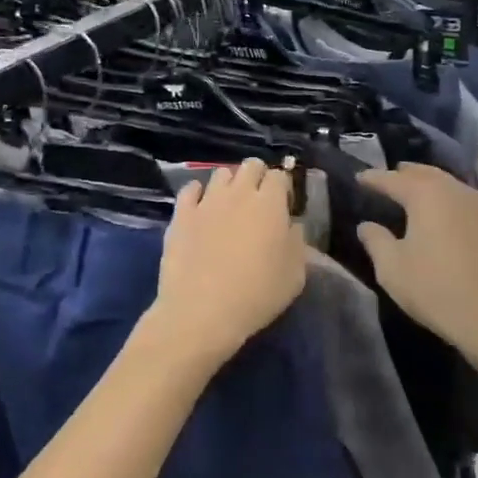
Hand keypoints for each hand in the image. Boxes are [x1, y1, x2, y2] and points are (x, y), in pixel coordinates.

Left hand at [150, 160, 306, 366]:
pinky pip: (190, 189)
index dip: (283, 188)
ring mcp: (207, 201)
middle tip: (258, 203)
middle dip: (257, 177)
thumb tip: (291, 226)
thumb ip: (297, 243)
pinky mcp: (180, 215)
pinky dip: (198, 194)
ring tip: (229, 206)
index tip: (284, 206)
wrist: (201, 312)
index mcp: (270, 204)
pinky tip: (201, 209)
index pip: (279, 176)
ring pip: (220, 173)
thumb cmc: (257, 295)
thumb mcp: (295, 276)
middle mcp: (239, 194)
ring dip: (229, 184)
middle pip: (250, 166)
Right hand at [353, 165, 477, 362]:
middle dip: (404, 174)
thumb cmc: (435, 287)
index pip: (393, 179)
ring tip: (411, 189)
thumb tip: (366, 225)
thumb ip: (376, 241)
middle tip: (387, 177)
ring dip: (427, 183)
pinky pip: (460, 199)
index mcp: (426, 195)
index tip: (359, 177)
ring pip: (446, 183)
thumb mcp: (392, 268)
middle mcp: (453, 191)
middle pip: (425, 174)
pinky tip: (439, 210)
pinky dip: (444, 197)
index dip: (374, 178)